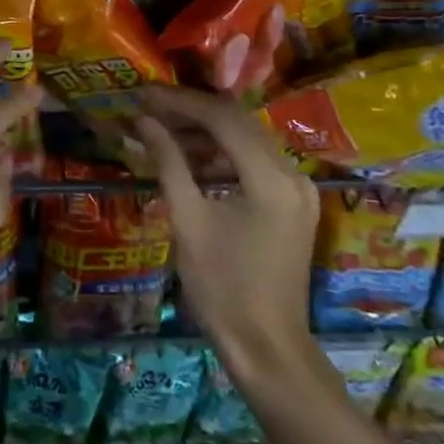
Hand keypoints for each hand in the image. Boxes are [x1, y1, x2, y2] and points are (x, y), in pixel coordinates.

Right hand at [136, 87, 319, 380]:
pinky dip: (224, 155)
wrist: (267, 349)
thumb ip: (168, 163)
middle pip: (238, 122)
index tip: (145, 94)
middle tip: (150, 107)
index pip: (222, 119)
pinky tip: (192, 159)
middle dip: (192, 111)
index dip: (180, 102)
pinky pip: (257, 162)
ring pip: (248, 139)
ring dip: (207, 132)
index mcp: (270, 179)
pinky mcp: (295, 204)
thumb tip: (145, 121)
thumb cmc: (222, 289)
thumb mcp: (188, 221)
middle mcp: (293, 174)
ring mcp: (299, 189)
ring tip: (164, 130)